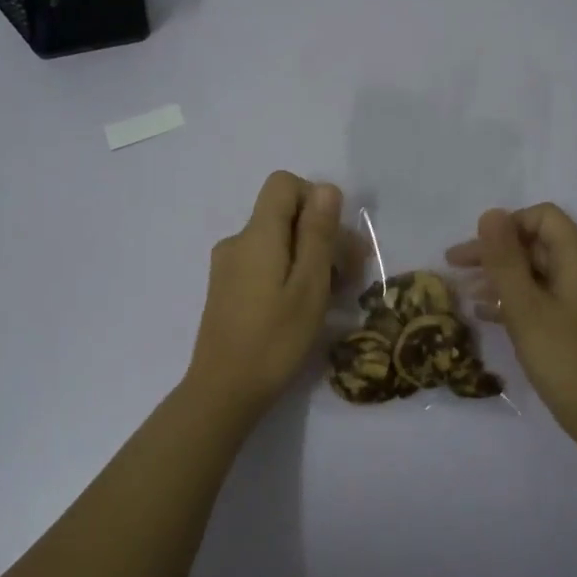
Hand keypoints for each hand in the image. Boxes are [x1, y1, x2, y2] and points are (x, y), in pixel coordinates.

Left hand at [186, 171, 343, 420]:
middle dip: (322, 234)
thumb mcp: (309, 286)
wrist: (224, 391)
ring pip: (277, 242)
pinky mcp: (227, 289)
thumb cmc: (274, 340)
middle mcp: (238, 242)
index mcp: (257, 235)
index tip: (336, 238)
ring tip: (335, 295)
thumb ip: (318, 234)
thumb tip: (326, 189)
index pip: (284, 184)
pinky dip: (290, 273)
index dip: (315, 199)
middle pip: (284, 215)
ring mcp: (228, 266)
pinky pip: (264, 263)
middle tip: (353, 274)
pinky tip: (306, 306)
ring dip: (310, 258)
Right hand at [447, 204, 576, 447]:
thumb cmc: (564, 359)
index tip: (478, 249)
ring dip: (501, 277)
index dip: (508, 225)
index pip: (545, 218)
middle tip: (454, 266)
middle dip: (496, 252)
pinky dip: (515, 300)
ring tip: (464, 291)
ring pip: (537, 273)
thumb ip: (505, 260)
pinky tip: (486, 315)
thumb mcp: (525, 308)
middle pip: (538, 244)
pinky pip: (542, 299)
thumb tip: (490, 214)